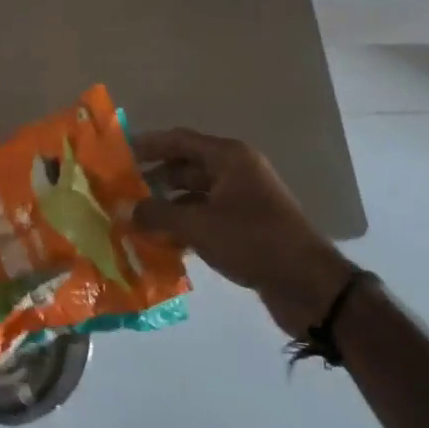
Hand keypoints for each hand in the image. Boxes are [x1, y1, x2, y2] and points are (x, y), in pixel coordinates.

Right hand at [130, 127, 356, 338]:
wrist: (310, 286)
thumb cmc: (253, 241)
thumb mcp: (199, 226)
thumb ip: (157, 214)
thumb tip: (122, 209)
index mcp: (229, 157)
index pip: (179, 140)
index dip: (148, 145)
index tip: (118, 153)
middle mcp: (236, 171)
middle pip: (186, 167)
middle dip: (154, 178)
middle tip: (120, 190)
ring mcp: (243, 199)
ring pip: (195, 194)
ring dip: (168, 205)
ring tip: (135, 219)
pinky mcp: (247, 227)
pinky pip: (207, 217)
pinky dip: (185, 225)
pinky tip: (162, 242)